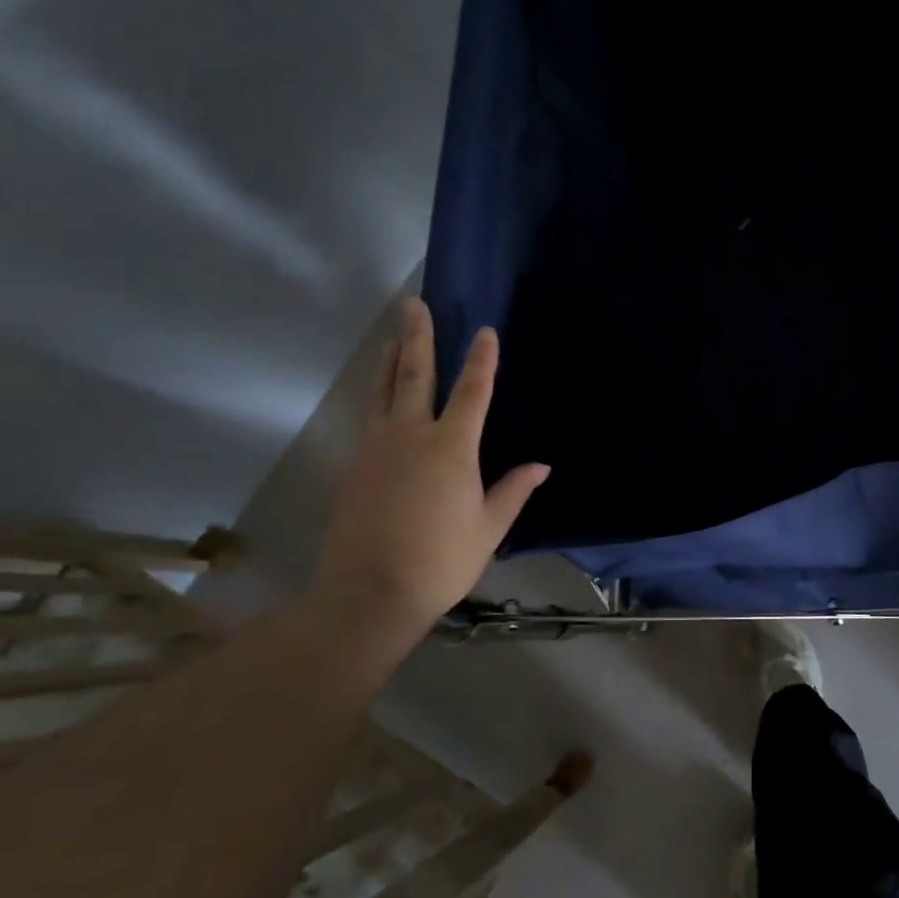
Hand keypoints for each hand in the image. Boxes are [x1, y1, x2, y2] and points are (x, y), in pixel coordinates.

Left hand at [313, 298, 547, 634]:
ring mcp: (378, 449)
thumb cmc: (441, 561)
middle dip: (417, 338)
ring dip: (389, 361)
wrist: (369, 593)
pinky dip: (377, 396)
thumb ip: (513, 491)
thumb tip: (542, 465)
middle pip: (414, 376)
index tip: (485, 331)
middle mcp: (411, 437)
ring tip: (390, 337)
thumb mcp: (489, 529)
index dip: (481, 361)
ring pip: (383, 393)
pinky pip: (371, 418)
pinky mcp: (356, 467)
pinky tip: (380, 396)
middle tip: (413, 304)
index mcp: (451, 448)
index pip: (471, 393)